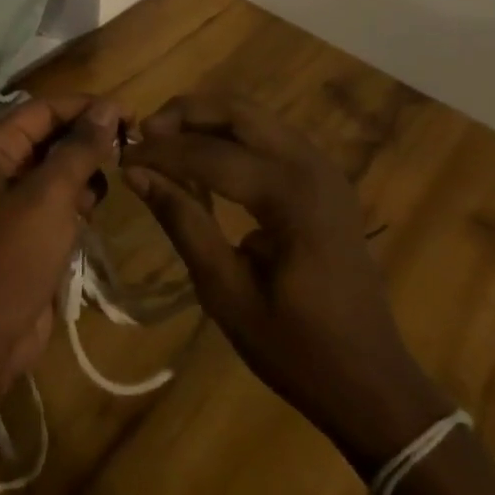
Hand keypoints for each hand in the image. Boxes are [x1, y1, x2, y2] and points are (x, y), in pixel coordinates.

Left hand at [0, 95, 120, 388]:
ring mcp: (13, 201)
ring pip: (58, 168)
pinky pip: (58, 200)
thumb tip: (107, 107)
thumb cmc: (11, 257)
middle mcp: (0, 166)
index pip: (46, 108)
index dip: (87, 106)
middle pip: (52, 135)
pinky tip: (95, 208)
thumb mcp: (49, 196)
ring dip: (86, 168)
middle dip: (89, 137)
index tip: (131, 115)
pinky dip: (78, 198)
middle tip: (132, 145)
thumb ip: (79, 149)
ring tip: (116, 175)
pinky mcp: (27, 231)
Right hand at [121, 95, 449, 476]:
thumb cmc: (297, 349)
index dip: (160, 153)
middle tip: (144, 134)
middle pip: (237, 110)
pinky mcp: (324, 178)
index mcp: (291, 195)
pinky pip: (269, 135)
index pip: (209, 154)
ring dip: (207, 119)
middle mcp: (310, 165)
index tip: (121, 157)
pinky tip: (204, 158)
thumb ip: (183, 222)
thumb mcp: (226, 292)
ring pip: (254, 115)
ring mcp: (323, 167)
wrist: (373, 384)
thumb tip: (136, 174)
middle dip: (185, 113)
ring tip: (165, 141)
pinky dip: (231, 134)